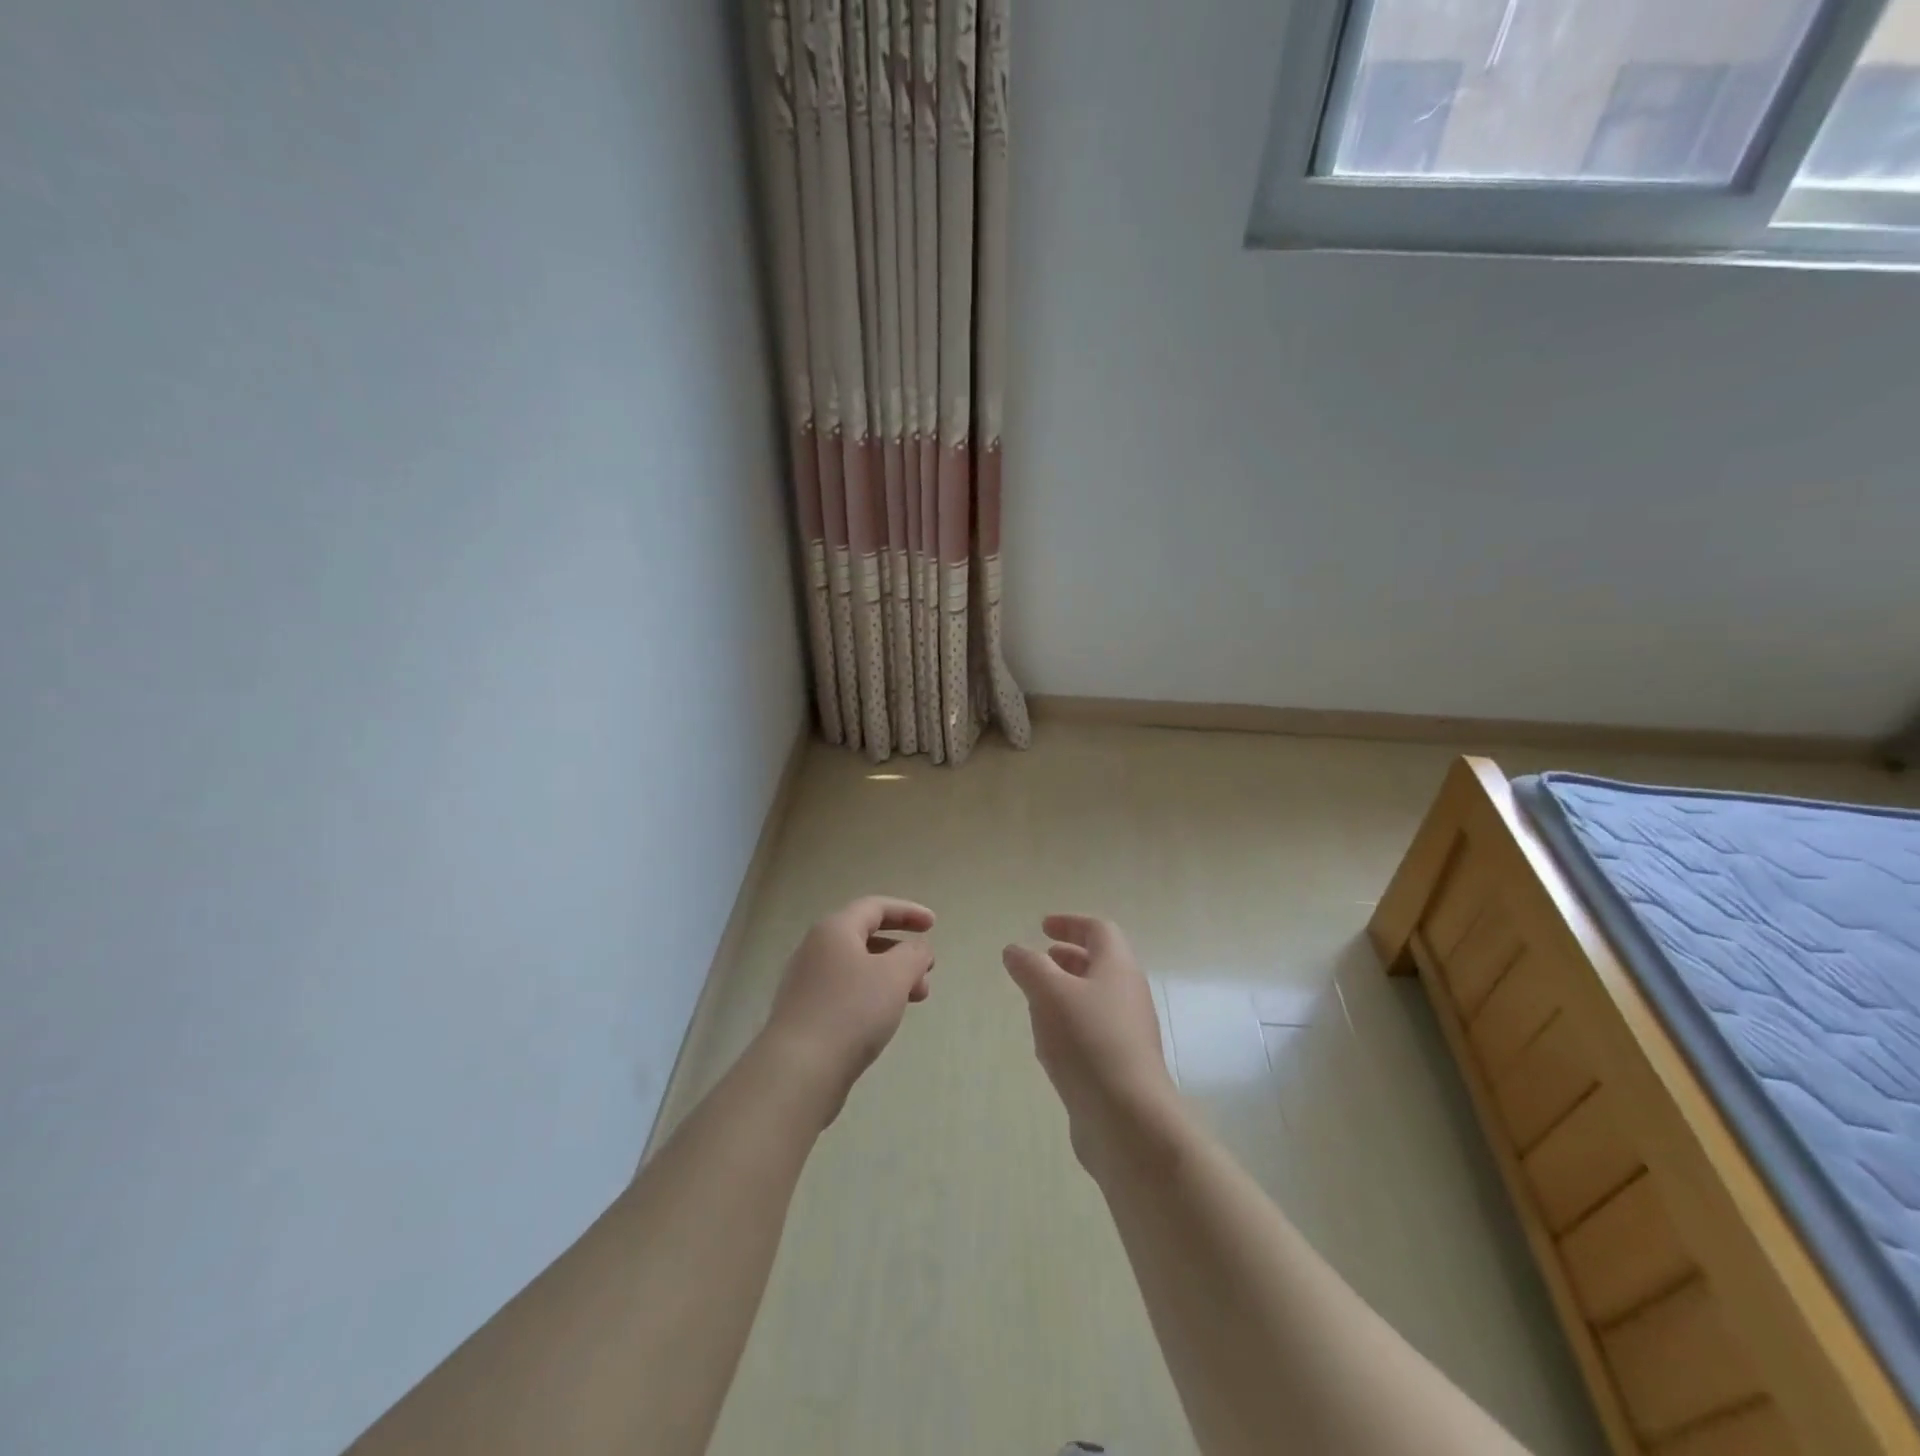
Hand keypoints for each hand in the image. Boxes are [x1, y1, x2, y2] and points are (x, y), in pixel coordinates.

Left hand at [763, 896, 935, 1123]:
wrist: (798, 1069)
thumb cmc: (851, 1011)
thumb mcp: (895, 975)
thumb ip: (914, 954)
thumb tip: (917, 949)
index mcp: (834, 930)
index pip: (875, 907)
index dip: (907, 912)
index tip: (933, 925)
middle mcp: (815, 949)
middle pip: (865, 937)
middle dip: (902, 951)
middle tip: (928, 970)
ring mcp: (806, 982)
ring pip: (857, 967)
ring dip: (891, 976)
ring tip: (916, 999)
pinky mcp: (805, 1013)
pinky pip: (846, 992)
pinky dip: (872, 995)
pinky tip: (885, 1018)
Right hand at [1002, 915, 1179, 1171]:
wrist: (1128, 1120)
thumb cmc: (1088, 1042)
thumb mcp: (1049, 994)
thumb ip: (1029, 967)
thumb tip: (1015, 950)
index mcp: (1118, 967)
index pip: (1099, 930)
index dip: (1070, 923)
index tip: (1042, 927)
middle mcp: (1128, 994)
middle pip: (1100, 963)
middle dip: (1068, 957)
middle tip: (1039, 960)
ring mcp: (1128, 1033)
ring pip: (1095, 999)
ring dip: (1066, 992)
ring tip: (1035, 1000)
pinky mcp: (1120, 1066)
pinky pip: (1093, 1031)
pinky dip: (1069, 1024)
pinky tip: (1048, 1044)